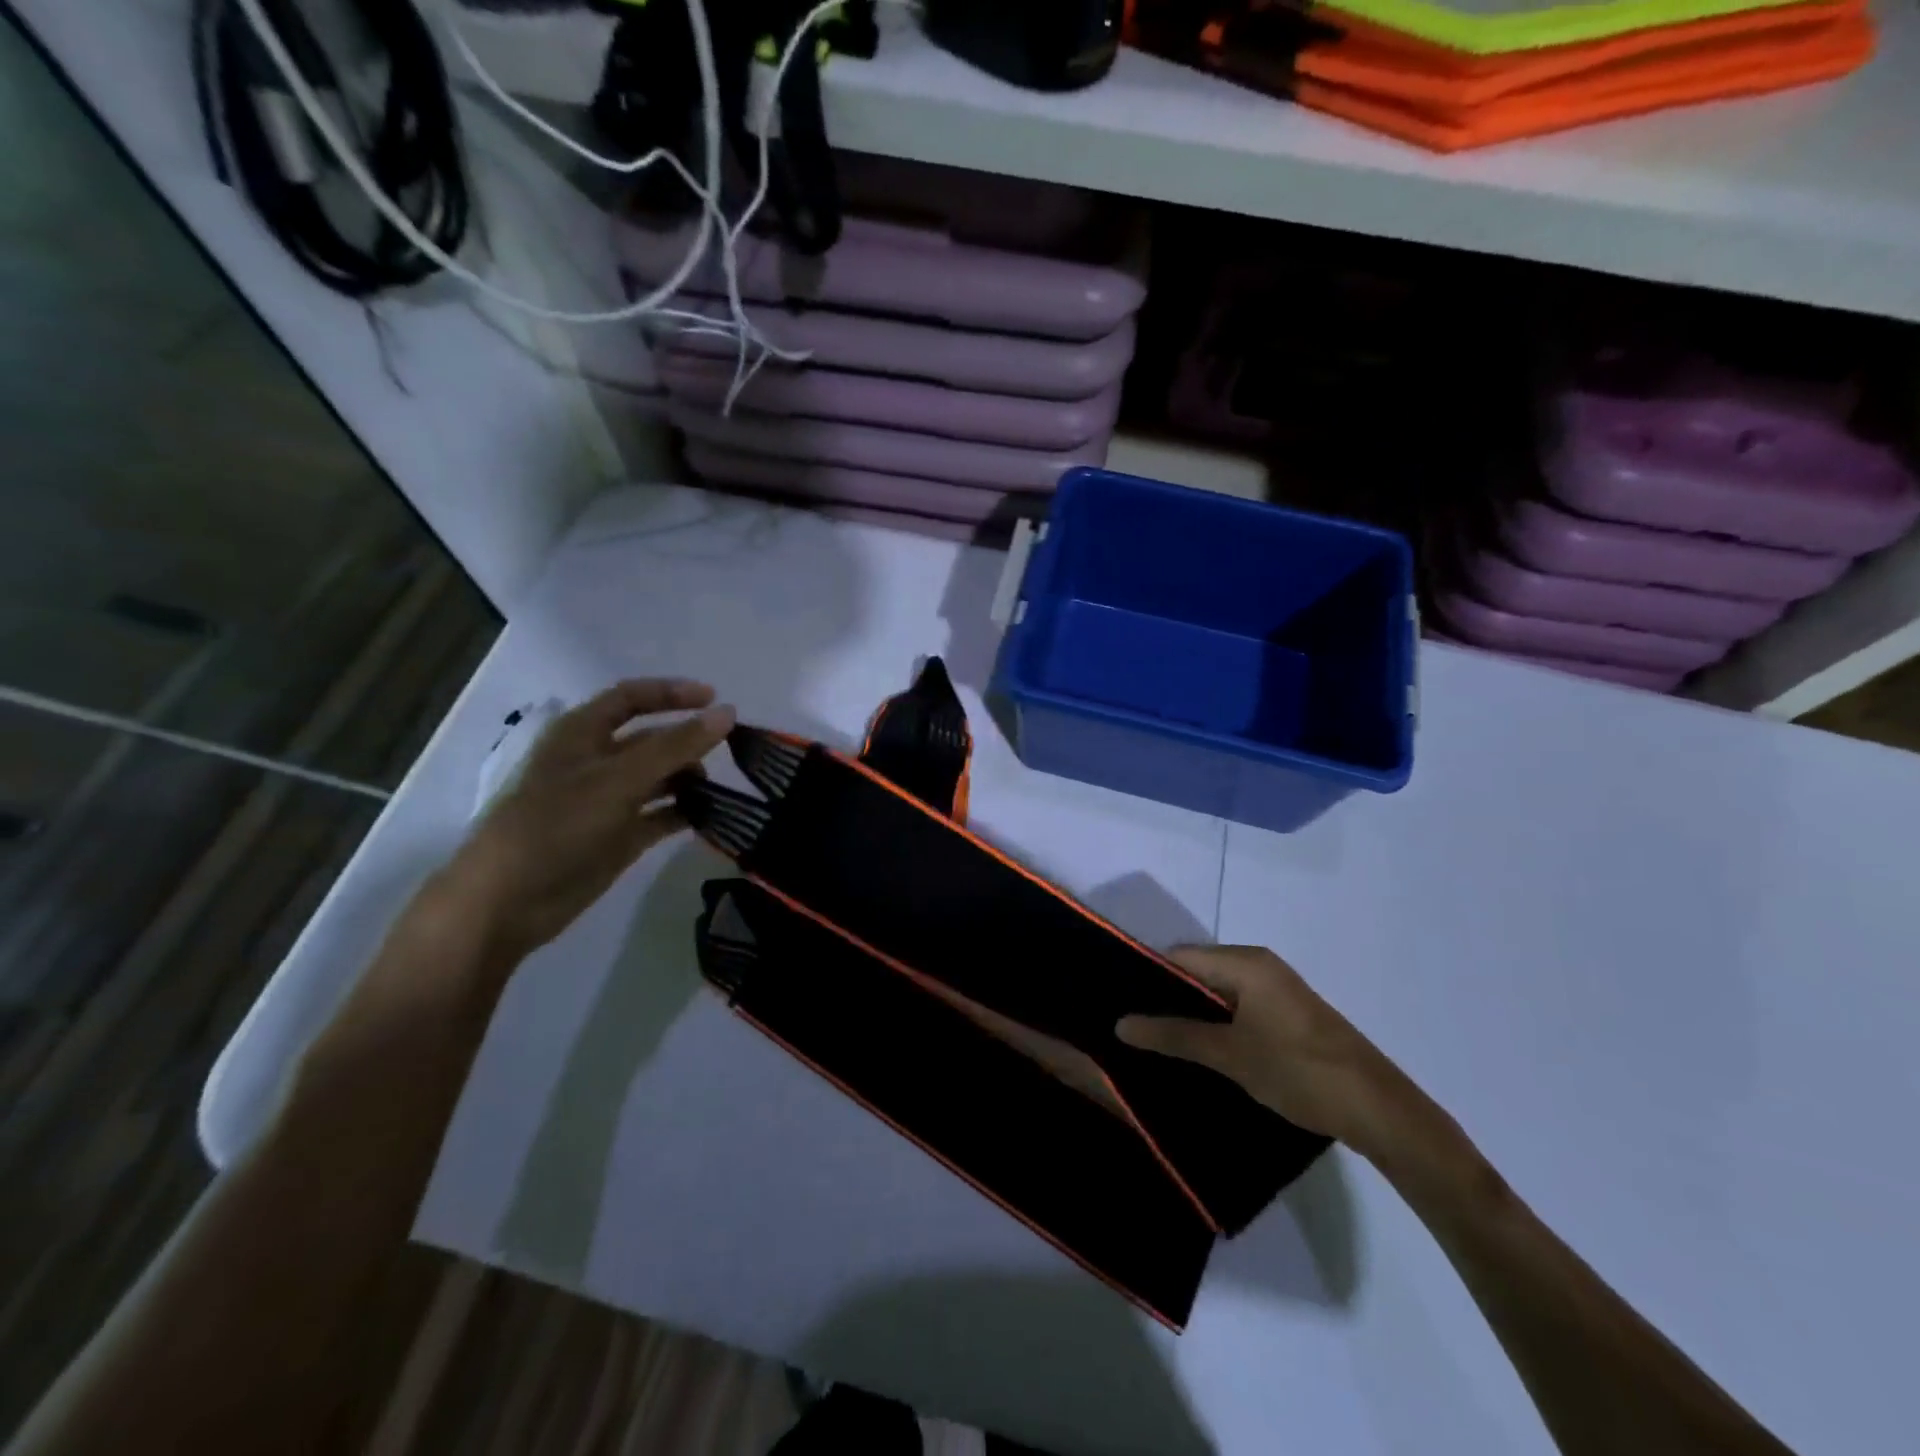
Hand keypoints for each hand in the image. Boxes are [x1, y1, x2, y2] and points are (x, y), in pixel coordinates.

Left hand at [436, 679, 734, 968]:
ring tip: (723, 790)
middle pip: (652, 739)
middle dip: (689, 740)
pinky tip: (713, 816)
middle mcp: (597, 762)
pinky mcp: (619, 837)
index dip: (672, 693)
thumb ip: (674, 746)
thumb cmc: (555, 826)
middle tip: (732, 751)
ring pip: (660, 778)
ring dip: (690, 779)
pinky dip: (685, 812)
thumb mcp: (618, 779)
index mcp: (582, 734)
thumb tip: (727, 713)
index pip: (632, 698)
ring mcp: (608, 801)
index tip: (716, 699)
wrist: (507, 902)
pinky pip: (661, 815)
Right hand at [1116, 945, 1418, 1156]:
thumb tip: (1120, 1024)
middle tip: (1135, 1030)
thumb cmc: (1298, 1071)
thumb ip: (1173, 1036)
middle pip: (1197, 972)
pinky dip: (1216, 1024)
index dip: (1148, 979)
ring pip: (1217, 993)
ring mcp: (1276, 989)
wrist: (1379, 1110)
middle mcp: (1259, 965)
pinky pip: (1237, 1008)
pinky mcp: (1286, 1014)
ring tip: (1158, 1043)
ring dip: (1191, 1016)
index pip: (1179, 956)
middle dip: (1167, 1000)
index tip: (1121, 1006)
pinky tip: (1199, 1051)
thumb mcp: (1229, 1055)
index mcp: (1246, 962)